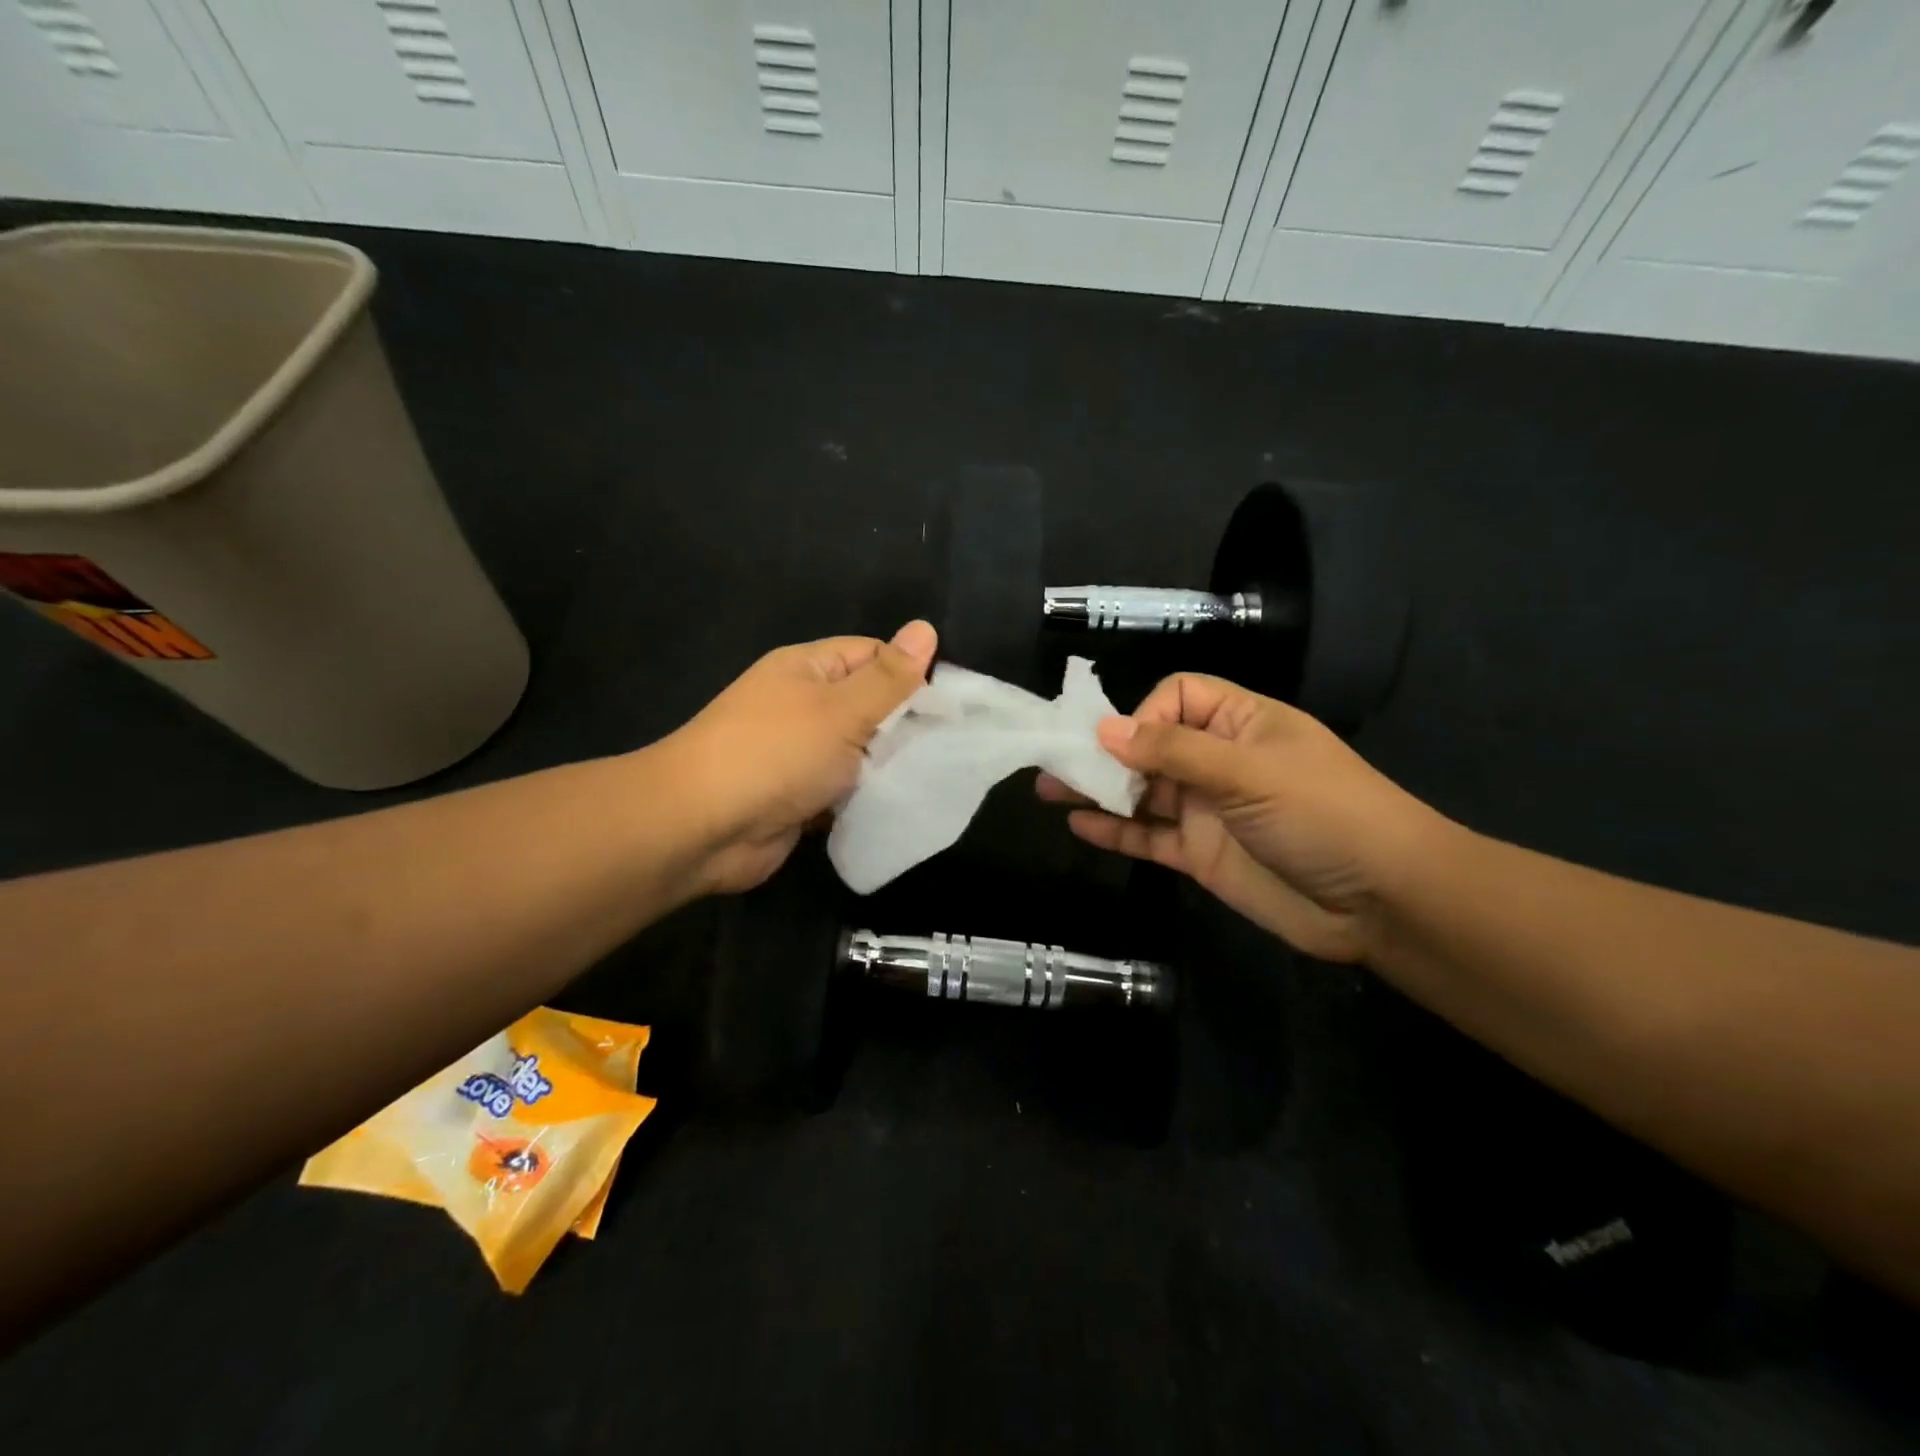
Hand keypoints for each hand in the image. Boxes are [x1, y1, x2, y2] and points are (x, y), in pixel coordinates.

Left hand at [663, 621, 937, 893]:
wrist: (701, 828)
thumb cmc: (775, 754)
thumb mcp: (841, 709)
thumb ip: (888, 677)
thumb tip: (924, 628)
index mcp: (807, 669)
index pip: (873, 655)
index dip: (912, 673)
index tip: (952, 704)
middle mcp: (803, 705)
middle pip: (869, 705)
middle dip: (905, 725)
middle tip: (952, 745)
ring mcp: (799, 753)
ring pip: (859, 751)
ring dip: (888, 765)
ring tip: (935, 775)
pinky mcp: (799, 796)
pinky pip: (845, 788)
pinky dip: (867, 796)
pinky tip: (900, 804)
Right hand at [1037, 674, 1448, 961]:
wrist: (1382, 901)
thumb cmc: (1324, 814)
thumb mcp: (1250, 771)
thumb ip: (1175, 751)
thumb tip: (1105, 730)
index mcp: (1241, 723)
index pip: (1177, 697)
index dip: (1145, 714)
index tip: (1123, 745)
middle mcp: (1219, 761)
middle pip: (1151, 745)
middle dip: (1105, 752)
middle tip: (1053, 762)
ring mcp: (1208, 810)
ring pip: (1143, 792)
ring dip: (1099, 789)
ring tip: (1049, 790)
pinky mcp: (1200, 854)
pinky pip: (1149, 836)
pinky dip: (1115, 830)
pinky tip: (1079, 824)